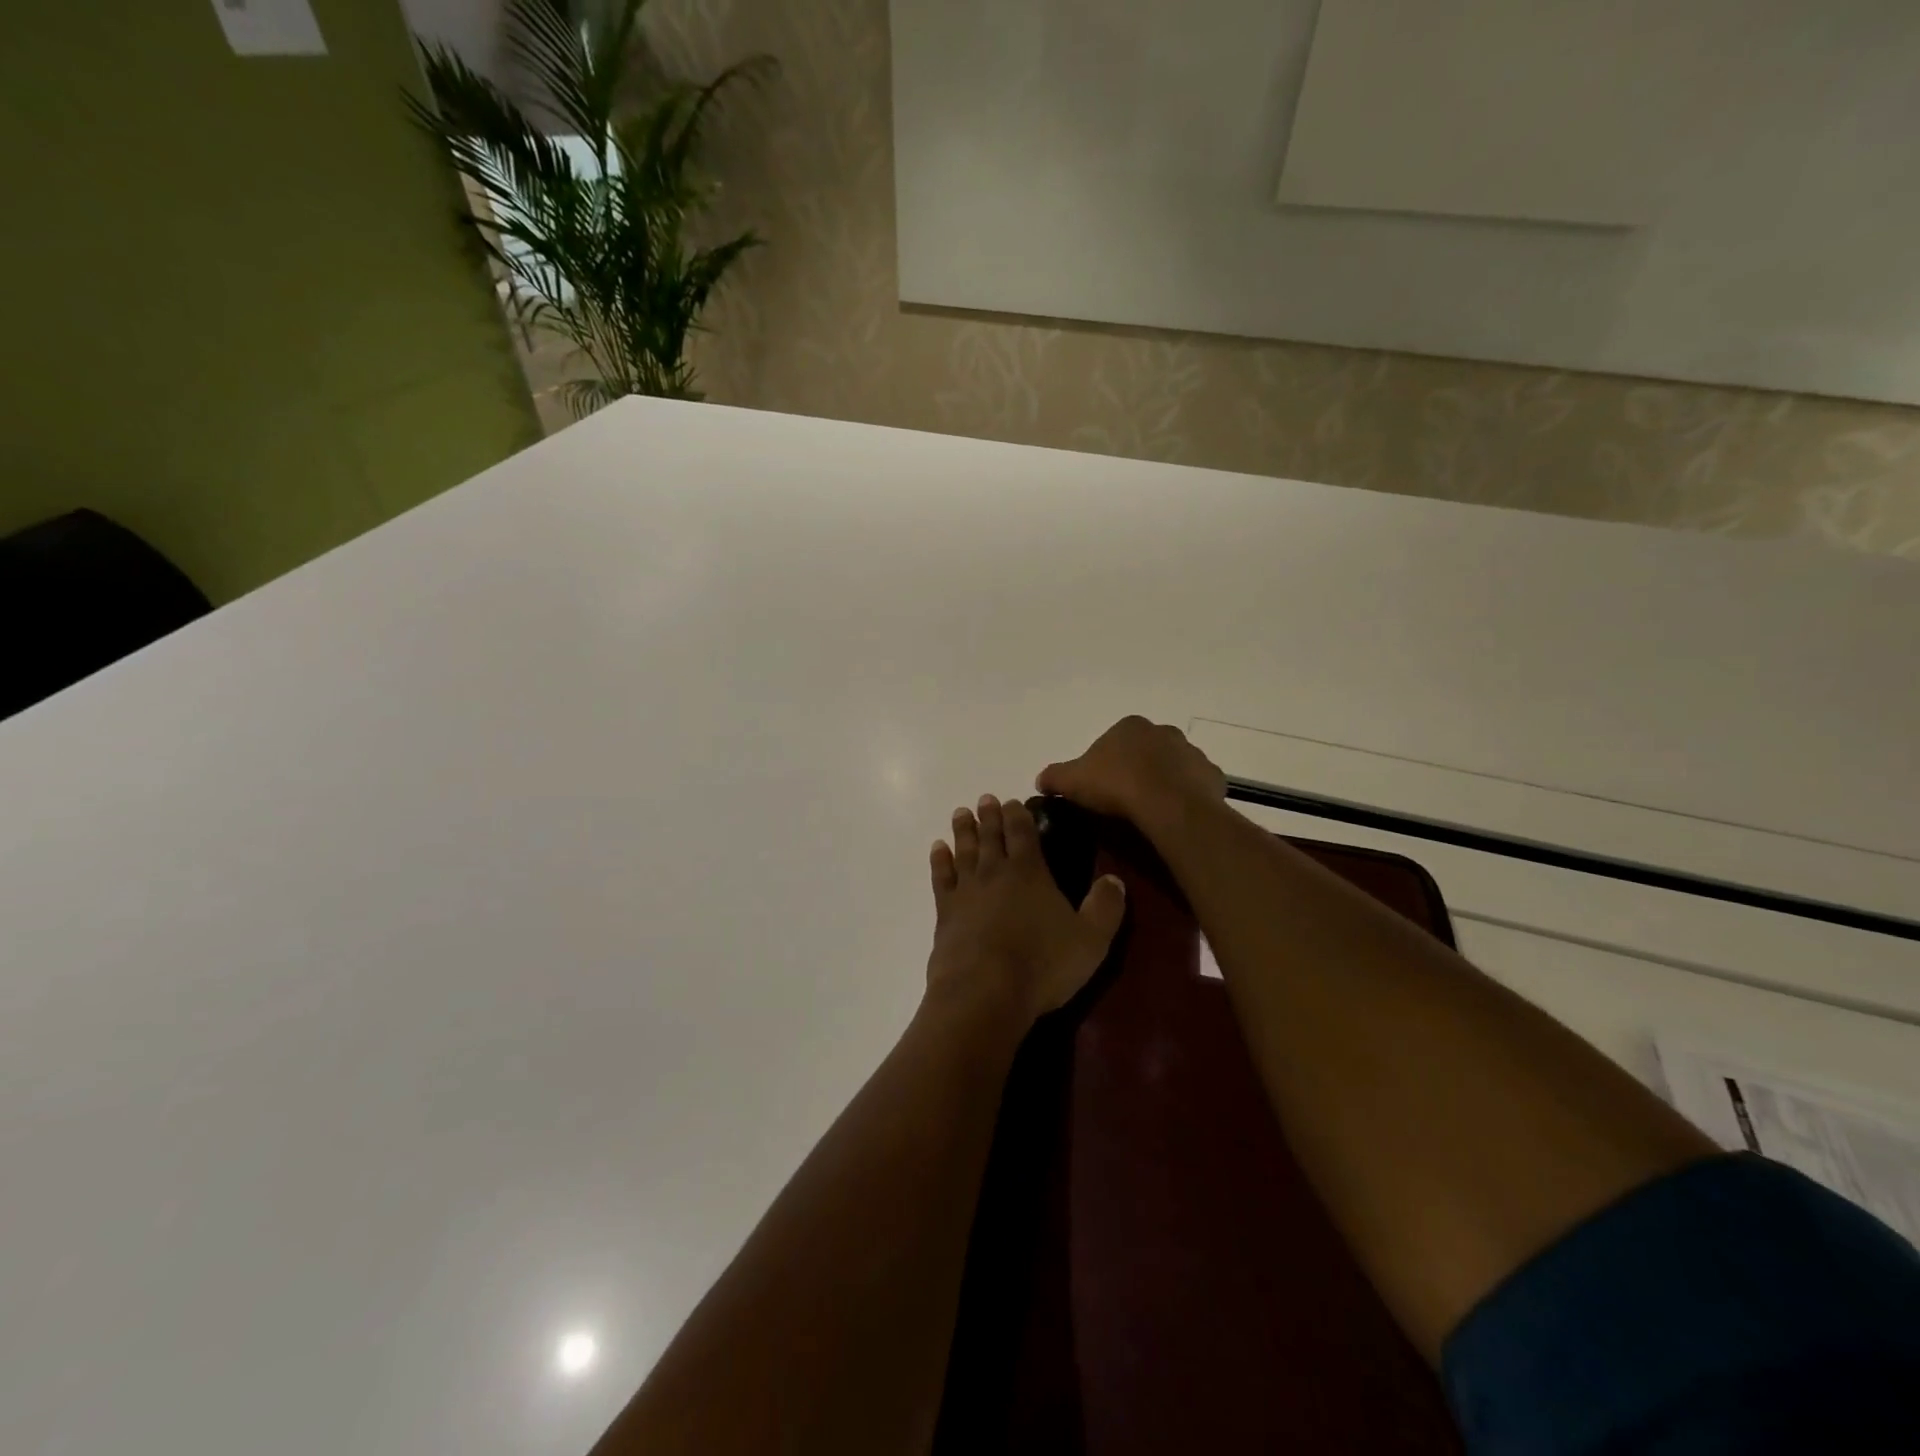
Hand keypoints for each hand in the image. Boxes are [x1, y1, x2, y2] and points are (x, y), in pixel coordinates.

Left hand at [926, 794, 1127, 1028]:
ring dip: (963, 830)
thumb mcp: (1091, 940)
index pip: (1023, 832)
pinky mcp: (945, 914)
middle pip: (990, 836)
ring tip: (960, 813)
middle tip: (985, 799)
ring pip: (964, 851)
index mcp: (1029, 872)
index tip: (1012, 801)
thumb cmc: (1042, 964)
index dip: (1018, 814)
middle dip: (990, 816)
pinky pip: (941, 879)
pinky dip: (939, 861)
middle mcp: (994, 873)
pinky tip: (938, 850)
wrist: (984, 992)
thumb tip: (1116, 879)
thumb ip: (1105, 907)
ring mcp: (966, 892)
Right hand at [1035, 716, 1226, 828]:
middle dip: (1136, 770)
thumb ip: (1054, 776)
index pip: (1113, 742)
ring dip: (1163, 783)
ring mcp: (1192, 753)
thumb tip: (1041, 779)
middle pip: (1145, 752)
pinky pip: (1195, 787)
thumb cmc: (1116, 785)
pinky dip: (1186, 798)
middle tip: (1123, 801)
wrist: (1167, 806)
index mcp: (1130, 726)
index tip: (1100, 788)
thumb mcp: (1071, 781)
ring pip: (1173, 768)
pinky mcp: (1212, 776)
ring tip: (1149, 812)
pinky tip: (1173, 816)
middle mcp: (1164, 732)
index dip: (1104, 765)